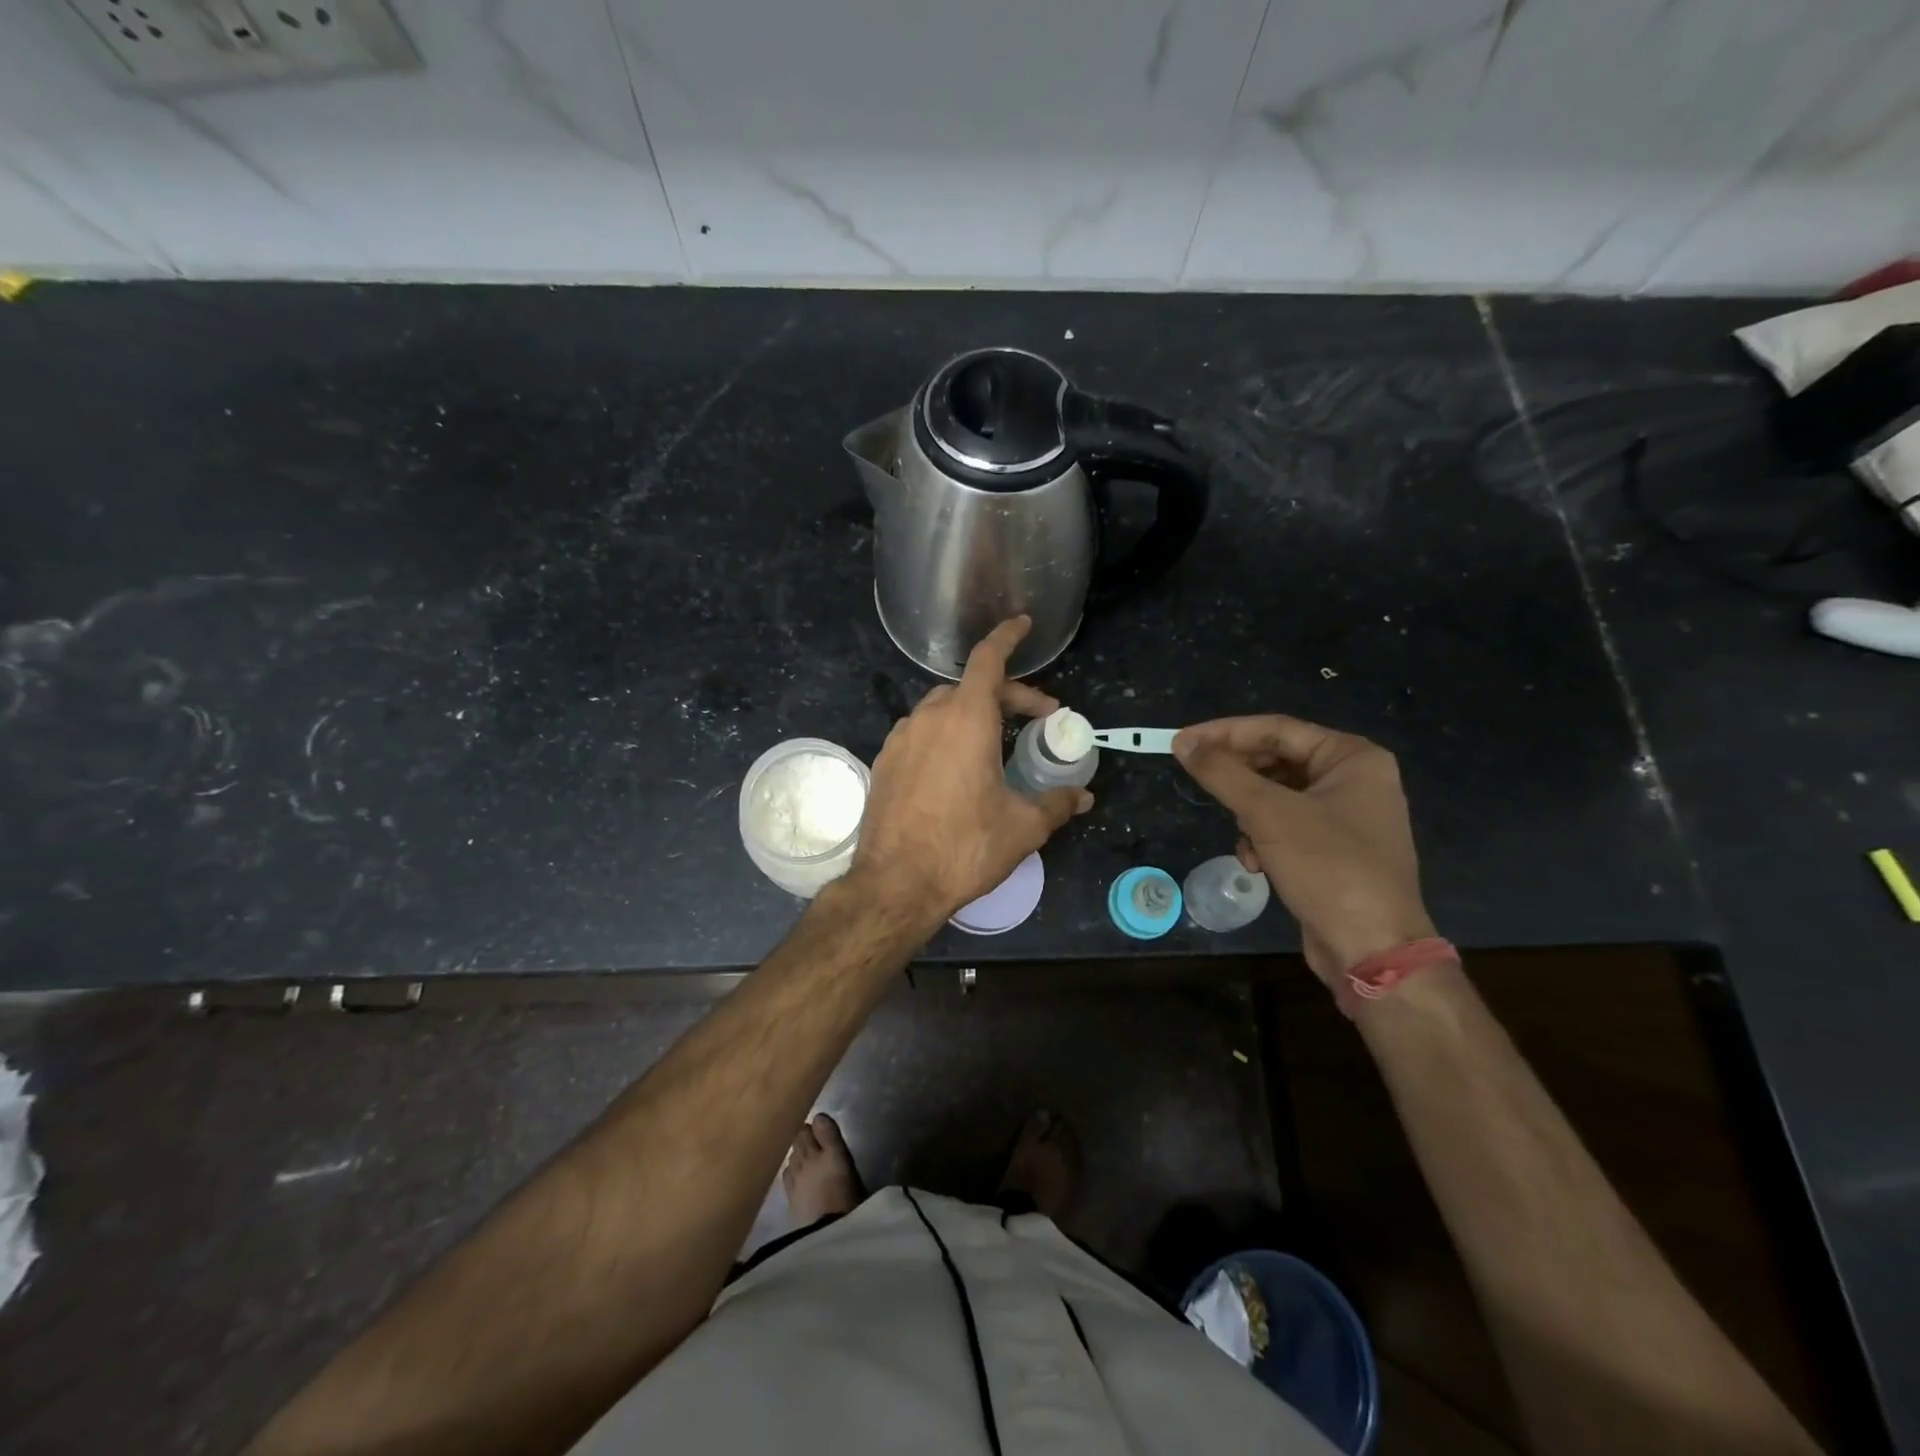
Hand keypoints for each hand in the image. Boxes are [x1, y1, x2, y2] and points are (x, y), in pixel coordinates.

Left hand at [851, 617, 1093, 925]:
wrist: (895, 884)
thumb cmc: (965, 847)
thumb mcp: (1022, 827)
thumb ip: (1056, 803)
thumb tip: (1083, 796)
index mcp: (966, 720)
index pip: (988, 660)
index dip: (1007, 638)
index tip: (1023, 625)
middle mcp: (929, 718)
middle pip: (970, 687)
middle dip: (1007, 695)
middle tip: (1037, 719)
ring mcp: (900, 739)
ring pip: (942, 709)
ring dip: (973, 715)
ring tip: (996, 745)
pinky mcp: (884, 762)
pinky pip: (920, 734)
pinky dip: (945, 735)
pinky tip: (956, 768)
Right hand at [1173, 715, 1434, 985]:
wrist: (1372, 948)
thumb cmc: (1327, 867)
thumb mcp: (1267, 814)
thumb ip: (1222, 772)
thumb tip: (1182, 742)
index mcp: (1352, 758)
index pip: (1276, 729)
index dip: (1224, 733)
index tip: (1181, 742)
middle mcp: (1355, 779)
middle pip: (1277, 761)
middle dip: (1239, 780)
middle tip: (1200, 784)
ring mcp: (1347, 816)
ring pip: (1277, 796)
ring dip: (1250, 815)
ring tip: (1242, 836)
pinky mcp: (1335, 849)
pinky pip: (1287, 826)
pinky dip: (1265, 839)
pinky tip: (1256, 863)